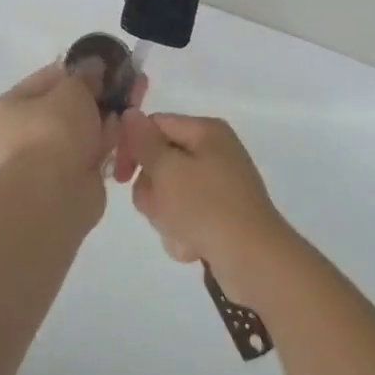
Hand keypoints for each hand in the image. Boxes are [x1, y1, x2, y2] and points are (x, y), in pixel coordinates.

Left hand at [0, 64, 123, 218]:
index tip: (104, 67)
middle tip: (125, 85)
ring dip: (105, 118)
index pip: (47, 79)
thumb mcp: (72, 89)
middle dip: (97, 95)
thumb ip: (85, 75)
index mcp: (9, 107)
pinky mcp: (68, 179)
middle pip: (67, 106)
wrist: (56, 192)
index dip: (78, 70)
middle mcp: (21, 134)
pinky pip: (90, 152)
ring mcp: (45, 159)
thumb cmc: (54, 130)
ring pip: (82, 130)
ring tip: (132, 105)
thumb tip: (94, 67)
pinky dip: (106, 142)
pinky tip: (126, 131)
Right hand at [115, 112, 296, 305]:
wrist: (254, 262)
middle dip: (153, 191)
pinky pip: (185, 218)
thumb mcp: (168, 170)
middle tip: (162, 208)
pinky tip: (195, 247)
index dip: (132, 147)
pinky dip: (183, 233)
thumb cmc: (207, 207)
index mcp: (206, 131)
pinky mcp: (220, 216)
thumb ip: (144, 142)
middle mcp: (214, 153)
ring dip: (166, 217)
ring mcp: (218, 186)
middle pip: (160, 163)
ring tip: (182, 232)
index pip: (155, 125)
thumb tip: (130, 113)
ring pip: (168, 195)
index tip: (120, 176)